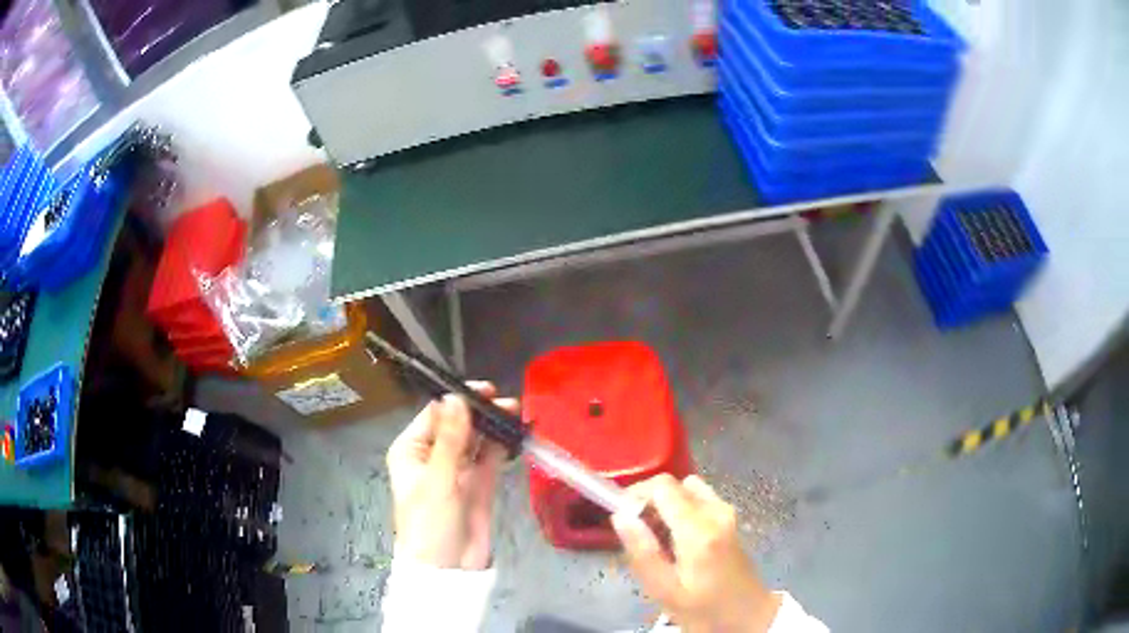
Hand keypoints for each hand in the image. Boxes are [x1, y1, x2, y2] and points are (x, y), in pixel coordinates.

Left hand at [386, 382, 516, 569]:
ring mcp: (458, 470)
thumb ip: (451, 439)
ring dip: (493, 426)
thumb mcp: (438, 479)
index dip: (459, 401)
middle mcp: (433, 455)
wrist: (448, 568)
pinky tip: (515, 434)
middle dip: (480, 412)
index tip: (484, 391)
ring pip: (476, 439)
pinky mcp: (479, 484)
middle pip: (458, 424)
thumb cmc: (431, 522)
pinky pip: (490, 458)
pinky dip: (501, 445)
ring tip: (515, 413)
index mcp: (412, 450)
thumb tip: (456, 397)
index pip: (435, 415)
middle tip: (506, 403)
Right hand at [612, 474, 781, 632]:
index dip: (636, 494)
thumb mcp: (664, 591)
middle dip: (650, 503)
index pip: (662, 486)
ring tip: (657, 538)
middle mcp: (716, 511)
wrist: (748, 615)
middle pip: (674, 485)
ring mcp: (727, 512)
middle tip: (639, 536)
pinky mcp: (731, 518)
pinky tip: (677, 540)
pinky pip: (699, 499)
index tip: (623, 519)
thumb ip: (642, 552)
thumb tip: (620, 516)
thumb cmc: (704, 609)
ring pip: (687, 490)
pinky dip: (682, 510)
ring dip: (667, 506)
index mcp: (699, 529)